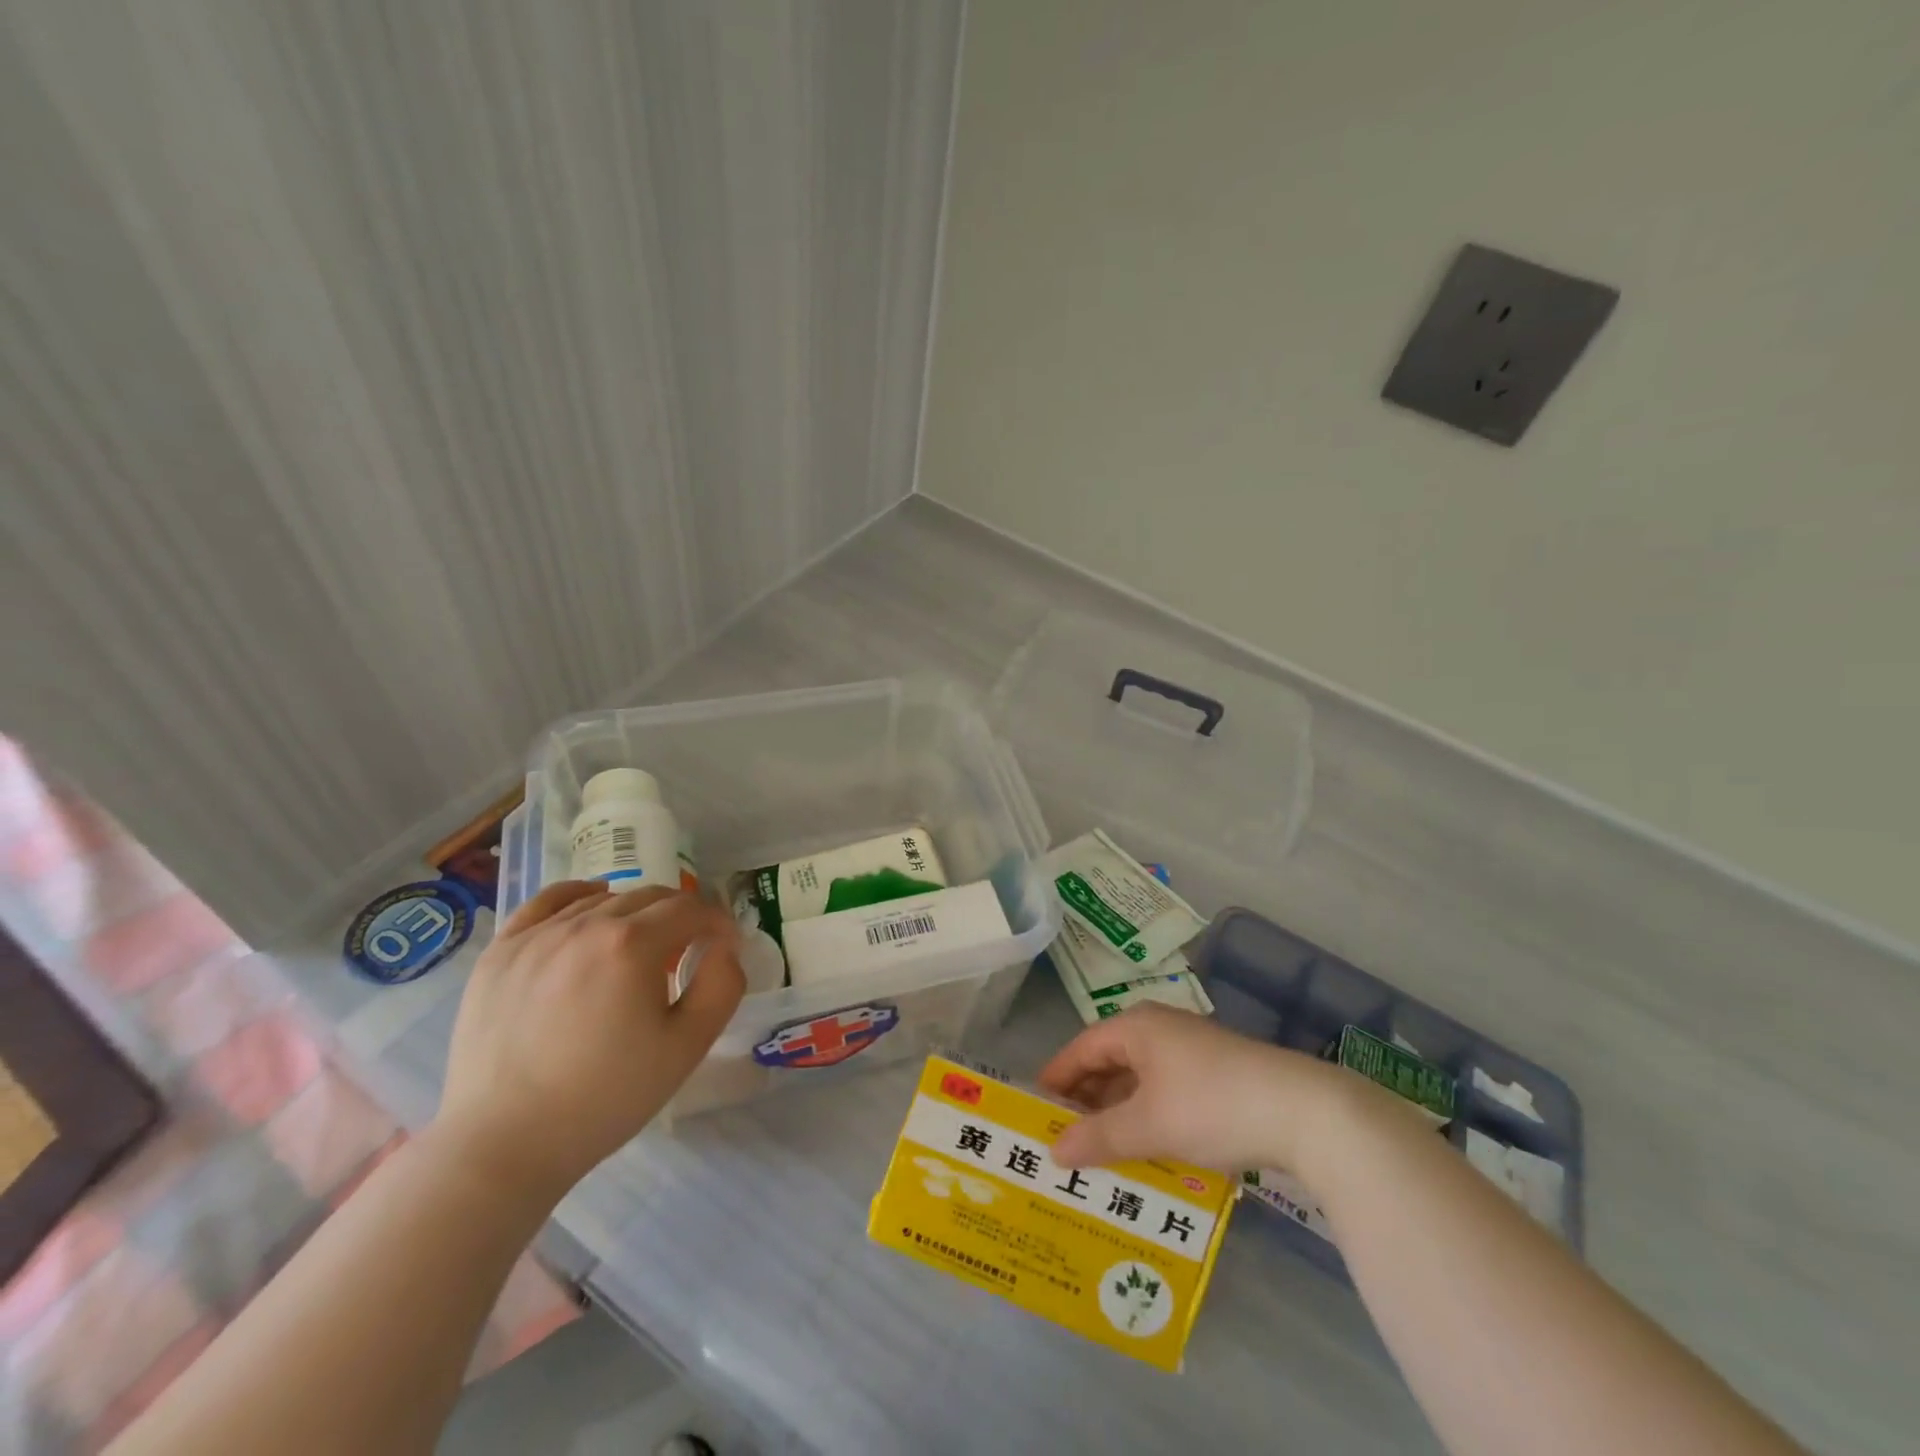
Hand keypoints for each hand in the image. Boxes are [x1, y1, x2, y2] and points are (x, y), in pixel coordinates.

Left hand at [434, 881, 743, 1196]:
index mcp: (632, 944)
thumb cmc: (605, 1098)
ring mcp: (537, 935)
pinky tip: (591, 907)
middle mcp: (585, 924)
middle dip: (681, 915)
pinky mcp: (500, 953)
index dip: (718, 922)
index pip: (691, 909)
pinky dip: (578, 896)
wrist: (503, 1145)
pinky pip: (546, 903)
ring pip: (603, 899)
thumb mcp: (687, 1047)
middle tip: (689, 949)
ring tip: (639, 948)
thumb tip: (724, 947)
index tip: (726, 945)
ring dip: (635, 913)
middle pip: (649, 897)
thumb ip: (722, 986)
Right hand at [1038, 1003, 1355, 1173]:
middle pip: (1108, 1061)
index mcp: (1136, 1027)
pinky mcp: (1215, 1072)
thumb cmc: (1212, 1106)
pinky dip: (1147, 1115)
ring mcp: (1190, 1049)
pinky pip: (1164, 1090)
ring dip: (1118, 1112)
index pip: (1081, 1048)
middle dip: (1086, 1099)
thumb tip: (1053, 1151)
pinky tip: (1146, 1148)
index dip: (1056, 1078)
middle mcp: (1158, 1029)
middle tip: (1063, 1138)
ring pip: (1138, 1078)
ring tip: (1099, 1151)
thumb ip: (1098, 1137)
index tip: (1034, 1110)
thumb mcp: (1149, 1126)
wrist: (1305, 1111)